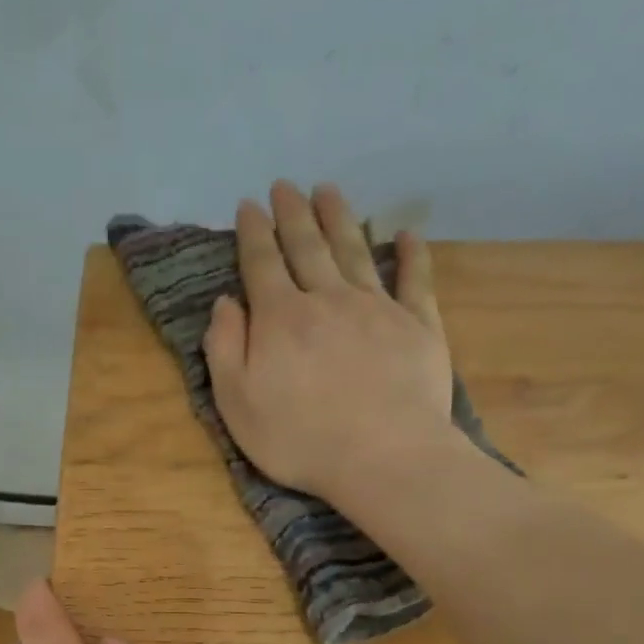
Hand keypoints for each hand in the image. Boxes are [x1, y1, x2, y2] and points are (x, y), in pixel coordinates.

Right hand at [204, 180, 456, 508]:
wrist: (383, 457)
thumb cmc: (300, 438)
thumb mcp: (237, 403)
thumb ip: (225, 349)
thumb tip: (226, 302)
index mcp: (280, 318)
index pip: (262, 263)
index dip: (253, 233)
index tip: (248, 206)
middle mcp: (327, 299)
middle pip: (307, 246)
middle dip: (293, 214)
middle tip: (285, 186)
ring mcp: (377, 308)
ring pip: (354, 250)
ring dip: (339, 218)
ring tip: (328, 191)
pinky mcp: (418, 325)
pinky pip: (415, 279)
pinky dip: (411, 254)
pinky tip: (406, 233)